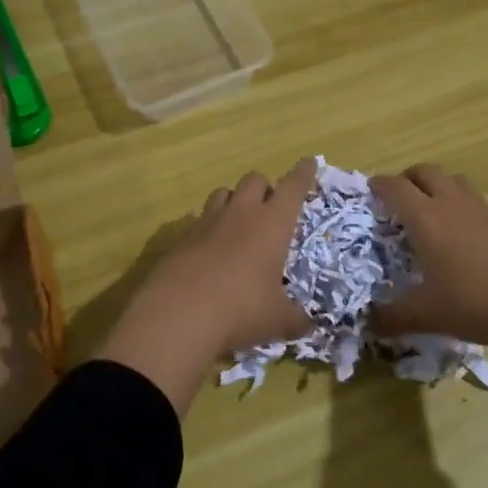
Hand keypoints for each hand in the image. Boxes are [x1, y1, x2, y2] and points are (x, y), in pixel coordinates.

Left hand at [97, 159, 316, 411]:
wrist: (178, 313)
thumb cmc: (241, 309)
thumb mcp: (277, 320)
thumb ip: (296, 319)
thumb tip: (308, 325)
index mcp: (272, 223)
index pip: (293, 187)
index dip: (303, 174)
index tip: (309, 162)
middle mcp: (241, 213)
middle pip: (255, 179)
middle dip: (265, 188)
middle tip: (270, 210)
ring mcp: (208, 221)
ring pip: (224, 192)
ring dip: (235, 201)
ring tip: (238, 224)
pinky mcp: (182, 236)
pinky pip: (200, 219)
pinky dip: (209, 227)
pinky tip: (210, 251)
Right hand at [372, 162, 487, 438]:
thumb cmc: (474, 304)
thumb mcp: (426, 315)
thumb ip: (392, 318)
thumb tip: (367, 323)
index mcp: (426, 219)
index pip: (395, 187)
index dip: (379, 185)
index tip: (370, 191)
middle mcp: (451, 204)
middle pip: (426, 171)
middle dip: (408, 178)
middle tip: (399, 199)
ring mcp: (482, 210)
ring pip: (454, 180)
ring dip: (438, 185)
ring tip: (432, 211)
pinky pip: (475, 200)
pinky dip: (461, 206)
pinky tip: (464, 237)